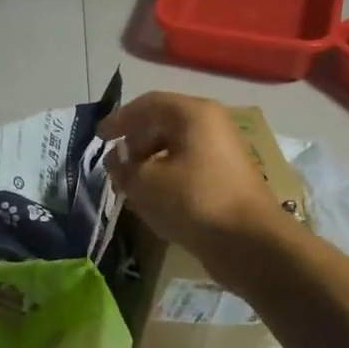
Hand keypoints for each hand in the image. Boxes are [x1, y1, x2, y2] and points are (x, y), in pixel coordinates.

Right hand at [98, 92, 283, 259]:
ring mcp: (223, 152)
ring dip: (149, 163)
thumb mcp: (145, 182)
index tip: (99, 137)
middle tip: (115, 165)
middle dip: (135, 143)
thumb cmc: (193, 201)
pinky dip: (167, 177)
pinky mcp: (228, 178)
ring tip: (129, 186)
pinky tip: (153, 200)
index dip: (119, 119)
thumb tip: (116, 158)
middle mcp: (212, 125)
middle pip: (163, 124)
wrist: (249, 243)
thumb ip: (123, 166)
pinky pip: (189, 168)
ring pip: (176, 148)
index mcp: (193, 114)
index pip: (148, 104)